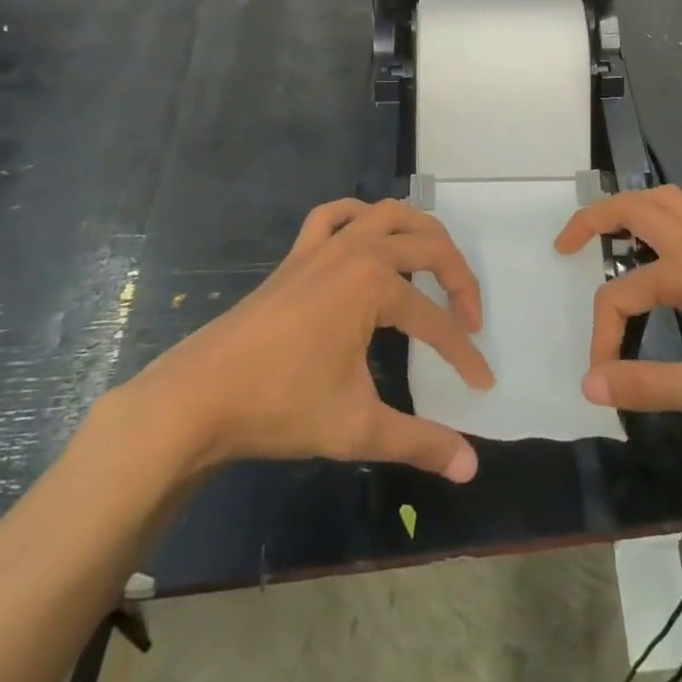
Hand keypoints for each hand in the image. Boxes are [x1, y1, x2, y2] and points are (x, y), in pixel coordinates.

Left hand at [116, 198, 494, 483]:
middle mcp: (357, 251)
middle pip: (428, 246)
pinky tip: (368, 233)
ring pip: (388, 213)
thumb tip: (472, 467)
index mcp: (375, 284)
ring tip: (436, 264)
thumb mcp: (358, 427)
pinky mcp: (297, 255)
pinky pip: (334, 214)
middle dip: (459, 279)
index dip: (463, 353)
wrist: (199, 397)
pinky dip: (359, 215)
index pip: (436, 321)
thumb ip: (420, 442)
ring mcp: (324, 247)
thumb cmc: (282, 406)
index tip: (482, 384)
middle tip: (469, 318)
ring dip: (420, 232)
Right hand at [557, 185, 681, 425]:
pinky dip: (677, 212)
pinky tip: (673, 235)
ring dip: (635, 206)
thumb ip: (646, 385)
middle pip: (637, 208)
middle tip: (566, 245)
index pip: (622, 295)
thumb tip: (589, 385)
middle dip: (594, 218)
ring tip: (611, 232)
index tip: (603, 377)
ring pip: (671, 200)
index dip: (603, 335)